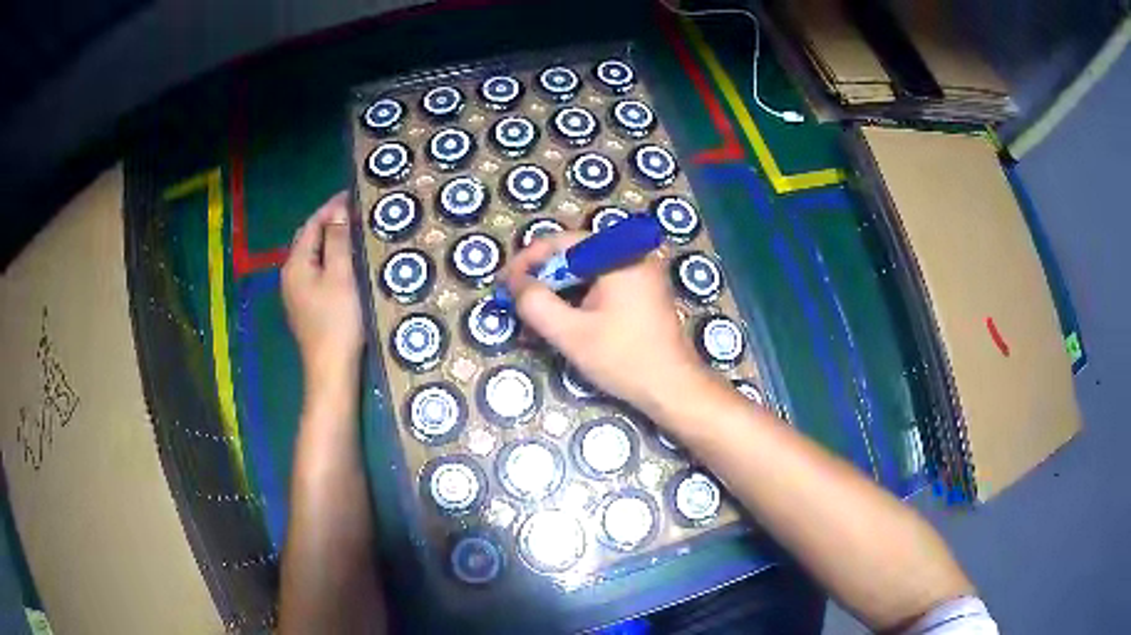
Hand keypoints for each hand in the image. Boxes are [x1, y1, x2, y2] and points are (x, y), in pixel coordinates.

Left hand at [282, 193, 363, 388]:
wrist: (331, 370)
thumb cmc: (337, 321)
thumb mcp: (341, 276)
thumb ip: (337, 240)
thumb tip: (338, 209)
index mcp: (295, 264)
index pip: (311, 225)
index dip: (331, 207)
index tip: (353, 195)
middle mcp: (289, 276)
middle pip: (307, 239)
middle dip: (328, 222)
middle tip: (355, 212)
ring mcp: (295, 294)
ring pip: (311, 256)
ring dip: (329, 240)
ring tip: (353, 232)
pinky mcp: (305, 307)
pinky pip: (314, 272)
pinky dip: (328, 259)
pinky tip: (344, 262)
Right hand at [503, 232, 712, 415]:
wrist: (673, 386)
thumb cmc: (624, 358)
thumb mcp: (571, 333)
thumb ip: (535, 304)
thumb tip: (514, 283)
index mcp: (617, 254)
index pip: (559, 243)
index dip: (526, 262)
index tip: (503, 284)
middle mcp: (631, 252)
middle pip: (572, 254)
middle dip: (540, 277)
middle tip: (515, 300)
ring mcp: (640, 270)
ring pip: (585, 270)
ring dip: (556, 290)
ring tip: (533, 314)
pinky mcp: (642, 289)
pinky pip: (601, 283)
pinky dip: (577, 297)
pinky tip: (561, 319)